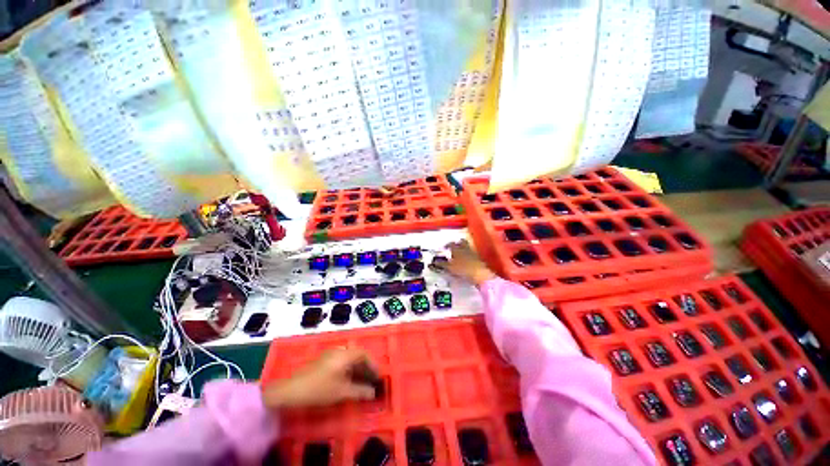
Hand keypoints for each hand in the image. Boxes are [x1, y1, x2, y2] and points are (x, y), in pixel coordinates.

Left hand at [261, 348, 378, 408]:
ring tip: (360, 382)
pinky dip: (348, 369)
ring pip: (349, 358)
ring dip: (357, 368)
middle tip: (370, 380)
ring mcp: (330, 354)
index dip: (373, 364)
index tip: (377, 376)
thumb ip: (360, 391)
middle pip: (357, 355)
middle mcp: (339, 350)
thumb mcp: (341, 392)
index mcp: (345, 354)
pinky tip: (347, 380)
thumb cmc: (319, 389)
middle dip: (365, 367)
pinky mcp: (323, 360)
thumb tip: (373, 393)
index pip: (364, 354)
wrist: (291, 391)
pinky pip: (341, 360)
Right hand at [441, 240, 495, 285]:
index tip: (445, 246)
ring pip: (467, 248)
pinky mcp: (479, 259)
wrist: (481, 274)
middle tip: (454, 246)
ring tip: (460, 253)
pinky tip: (467, 260)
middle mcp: (466, 249)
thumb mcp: (450, 268)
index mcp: (457, 249)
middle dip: (457, 243)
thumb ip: (442, 264)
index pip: (451, 244)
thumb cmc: (464, 269)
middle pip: (461, 243)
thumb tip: (434, 263)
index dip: (447, 245)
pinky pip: (472, 254)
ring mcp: (473, 253)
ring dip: (463, 249)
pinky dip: (469, 255)